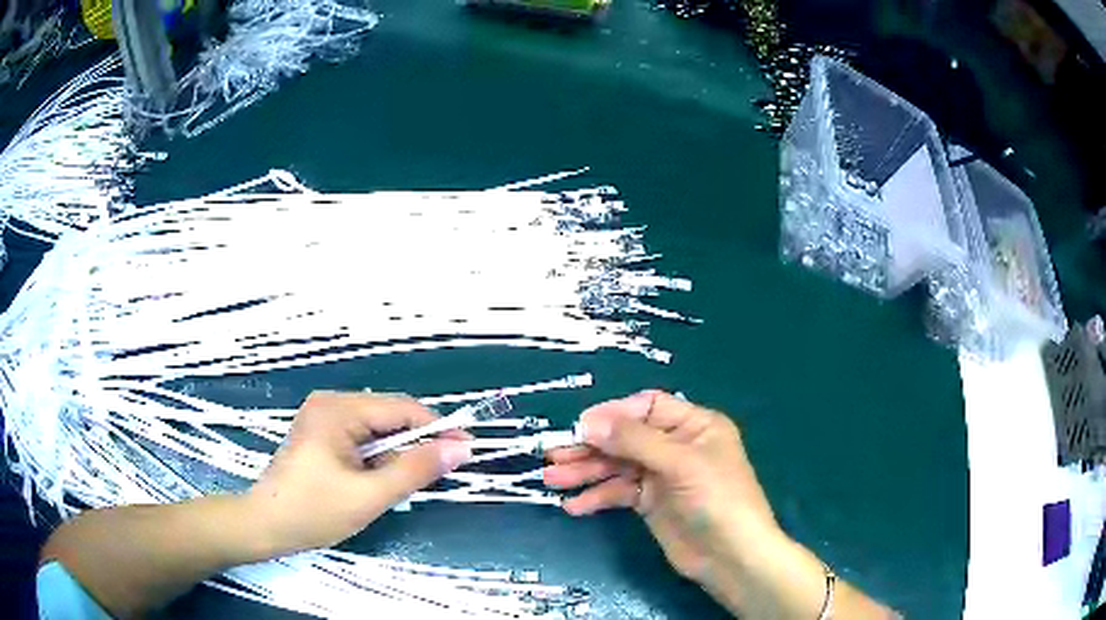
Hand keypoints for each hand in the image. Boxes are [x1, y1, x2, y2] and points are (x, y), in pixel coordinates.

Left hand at [246, 392, 471, 555]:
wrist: (266, 525)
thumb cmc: (314, 511)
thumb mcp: (370, 496)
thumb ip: (415, 470)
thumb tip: (460, 449)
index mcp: (338, 409)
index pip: (402, 409)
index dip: (438, 429)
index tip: (468, 451)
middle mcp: (330, 403)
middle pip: (389, 416)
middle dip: (416, 444)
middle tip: (441, 474)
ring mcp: (322, 417)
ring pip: (377, 429)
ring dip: (397, 454)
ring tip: (406, 483)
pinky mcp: (320, 434)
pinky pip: (361, 438)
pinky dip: (378, 458)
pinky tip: (380, 480)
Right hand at [544, 391, 781, 602]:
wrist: (731, 557)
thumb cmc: (716, 500)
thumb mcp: (680, 464)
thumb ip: (634, 441)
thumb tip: (589, 422)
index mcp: (694, 425)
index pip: (647, 407)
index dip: (614, 414)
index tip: (581, 427)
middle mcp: (677, 446)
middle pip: (626, 438)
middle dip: (591, 447)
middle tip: (553, 455)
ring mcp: (662, 476)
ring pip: (617, 466)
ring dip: (585, 472)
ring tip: (551, 479)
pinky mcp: (651, 503)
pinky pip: (619, 492)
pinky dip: (597, 497)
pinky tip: (574, 506)